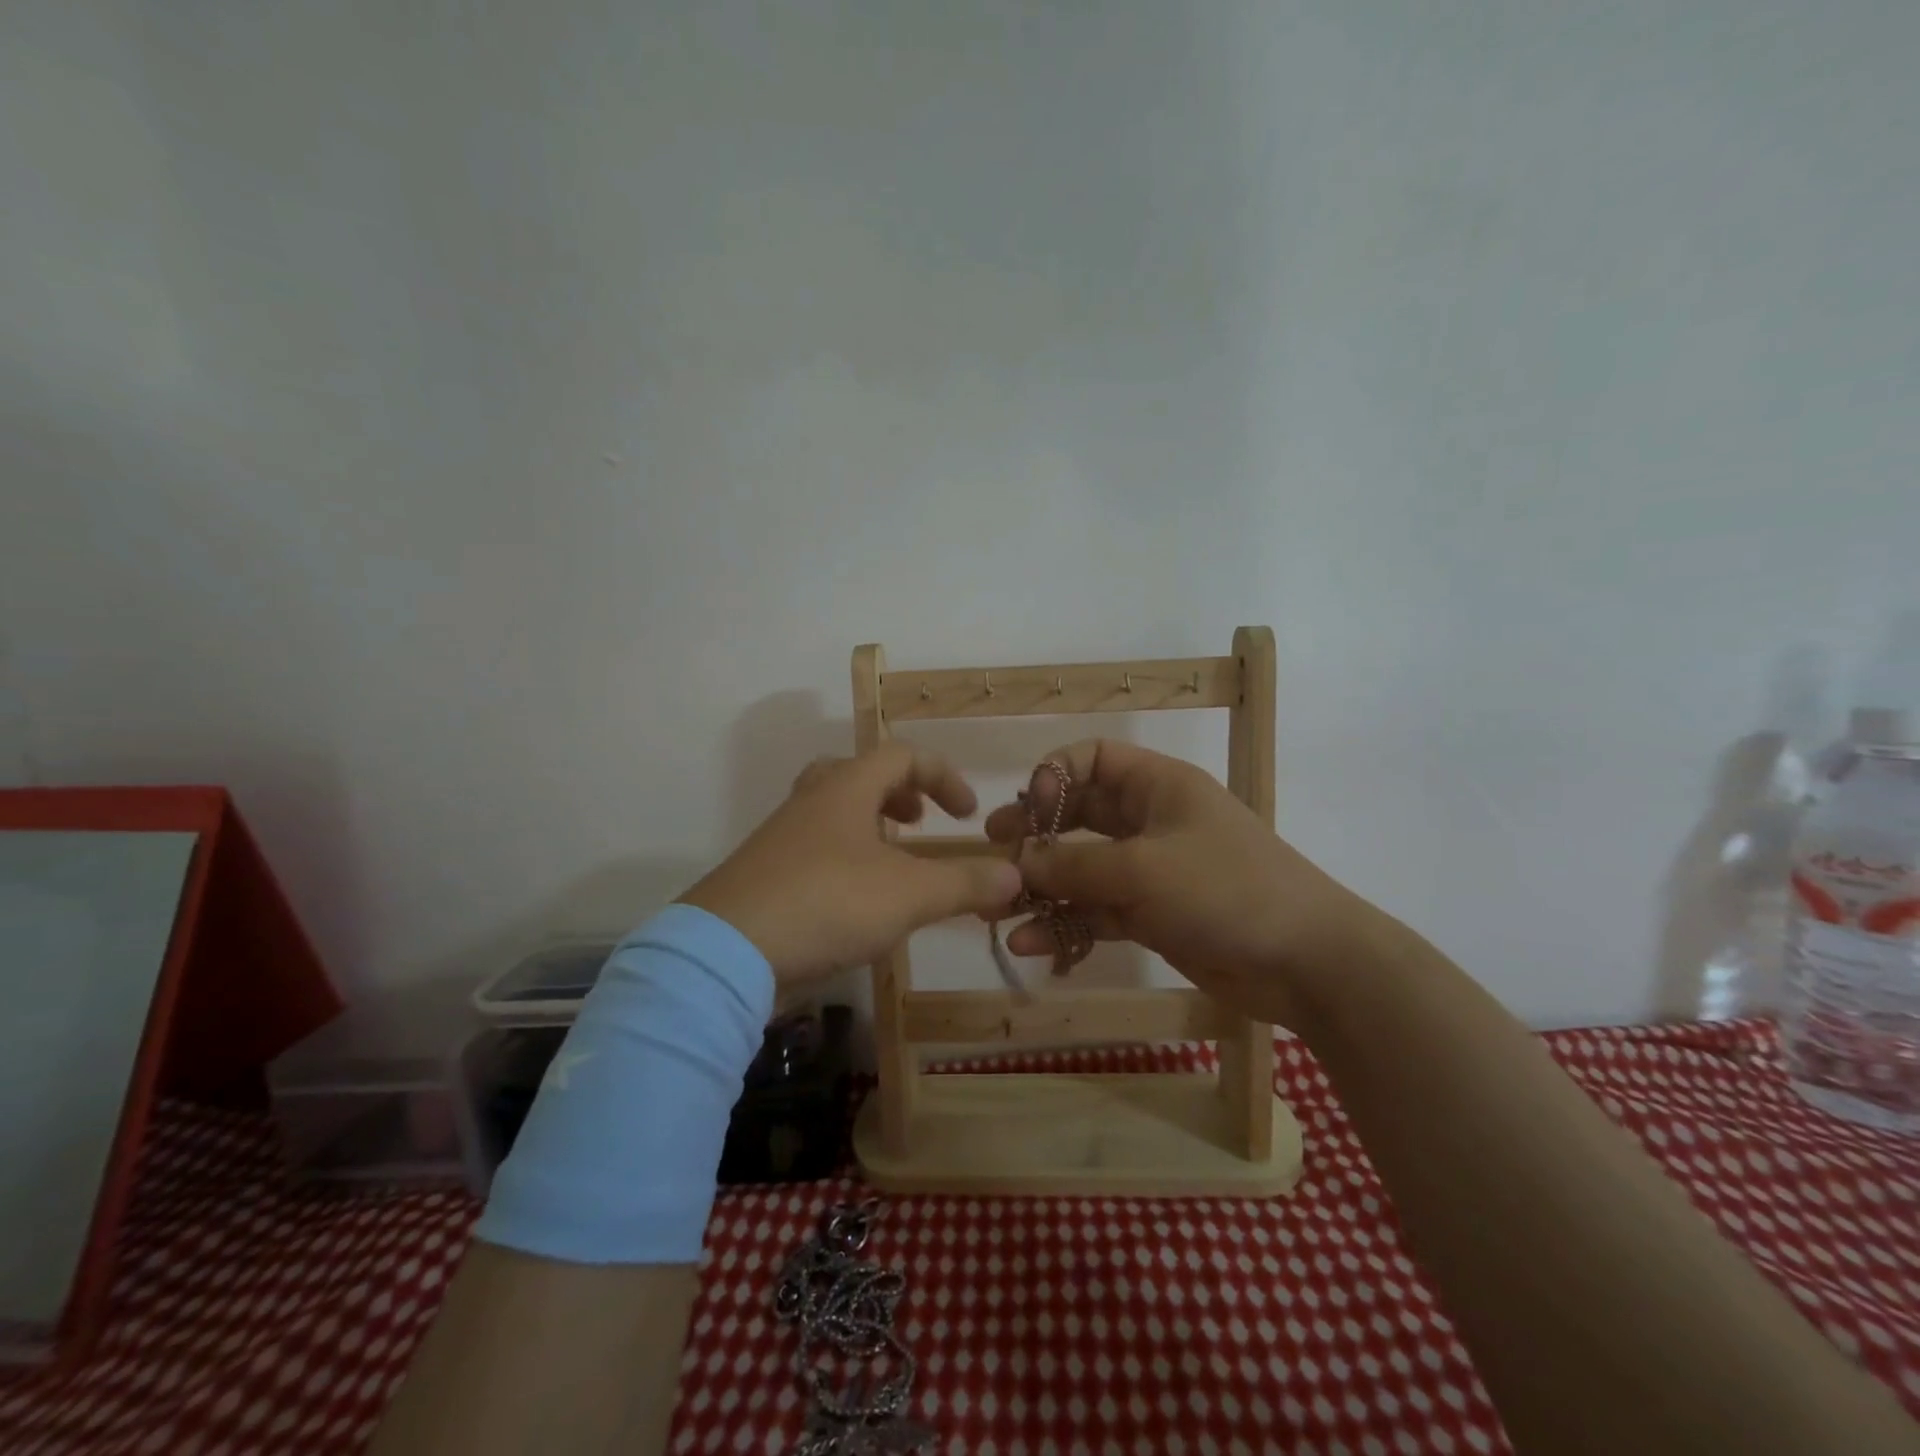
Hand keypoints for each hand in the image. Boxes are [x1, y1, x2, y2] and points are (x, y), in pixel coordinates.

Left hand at [680, 744, 1022, 984]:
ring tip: (894, 863)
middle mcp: (811, 801)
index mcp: (846, 788)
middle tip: (919, 822)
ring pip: (832, 812)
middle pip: (858, 774)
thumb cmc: (828, 903)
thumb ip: (965, 883)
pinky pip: (813, 849)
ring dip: (870, 827)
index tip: (967, 813)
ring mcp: (781, 838)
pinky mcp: (763, 875)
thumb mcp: (909, 894)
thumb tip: (1014, 876)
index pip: (902, 756)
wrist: (726, 952)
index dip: (943, 776)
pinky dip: (844, 859)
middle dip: (899, 794)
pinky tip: (856, 902)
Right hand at [986, 739, 1376, 1026]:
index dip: (1055, 774)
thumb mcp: (1142, 869)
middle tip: (995, 852)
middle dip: (1036, 835)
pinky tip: (1031, 945)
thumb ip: (1074, 865)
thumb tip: (1017, 863)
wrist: (1306, 963)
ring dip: (1044, 888)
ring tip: (999, 909)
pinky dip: (1066, 924)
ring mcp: (1150, 871)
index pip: (1095, 758)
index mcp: (1157, 786)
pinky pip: (1097, 911)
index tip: (1027, 807)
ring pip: (1083, 869)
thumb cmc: (1225, 890)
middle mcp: (1150, 821)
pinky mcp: (1151, 915)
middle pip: (1079, 816)